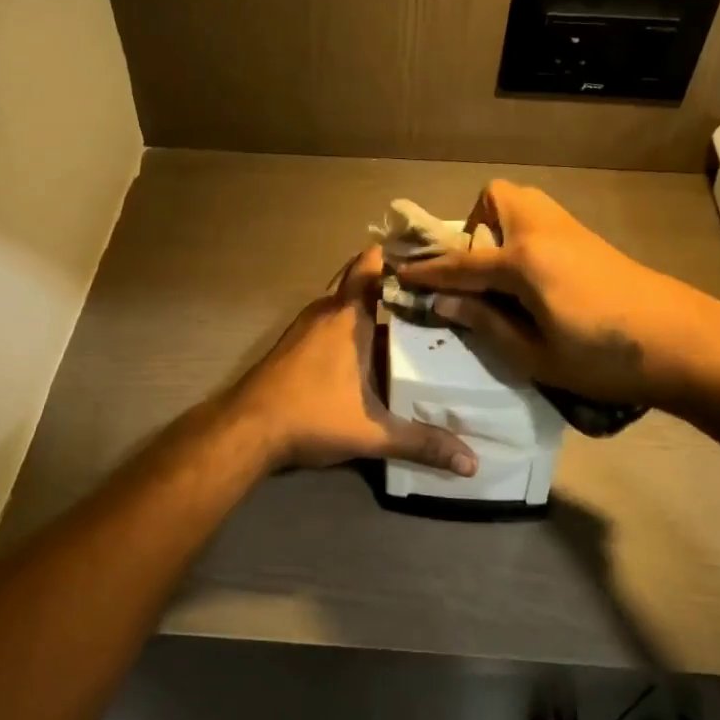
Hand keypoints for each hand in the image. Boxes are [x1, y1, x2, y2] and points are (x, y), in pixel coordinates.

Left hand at [229, 248, 478, 475]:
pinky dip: (347, 320)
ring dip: (366, 301)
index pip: (371, 265)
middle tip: (425, 288)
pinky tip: (366, 345)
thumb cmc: (312, 415)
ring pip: (340, 299)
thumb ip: (421, 443)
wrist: (246, 429)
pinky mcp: (291, 343)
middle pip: (356, 277)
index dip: (397, 255)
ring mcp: (304, 326)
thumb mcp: (372, 432)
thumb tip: (472, 464)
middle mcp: (325, 311)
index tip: (429, 257)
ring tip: (405, 314)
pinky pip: (327, 318)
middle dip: (387, 278)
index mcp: (347, 316)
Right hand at [396, 180, 719, 410]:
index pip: (460, 263)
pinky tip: (533, 280)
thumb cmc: (605, 358)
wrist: (686, 343)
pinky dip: (522, 236)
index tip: (397, 274)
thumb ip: (485, 323)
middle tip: (473, 272)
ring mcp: (569, 230)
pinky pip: (540, 220)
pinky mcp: (589, 239)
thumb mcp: (535, 355)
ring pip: (520, 202)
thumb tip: (442, 305)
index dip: (426, 272)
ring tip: (500, 276)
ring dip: (498, 227)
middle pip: (494, 198)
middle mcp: (542, 231)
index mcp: (523, 260)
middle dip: (471, 227)